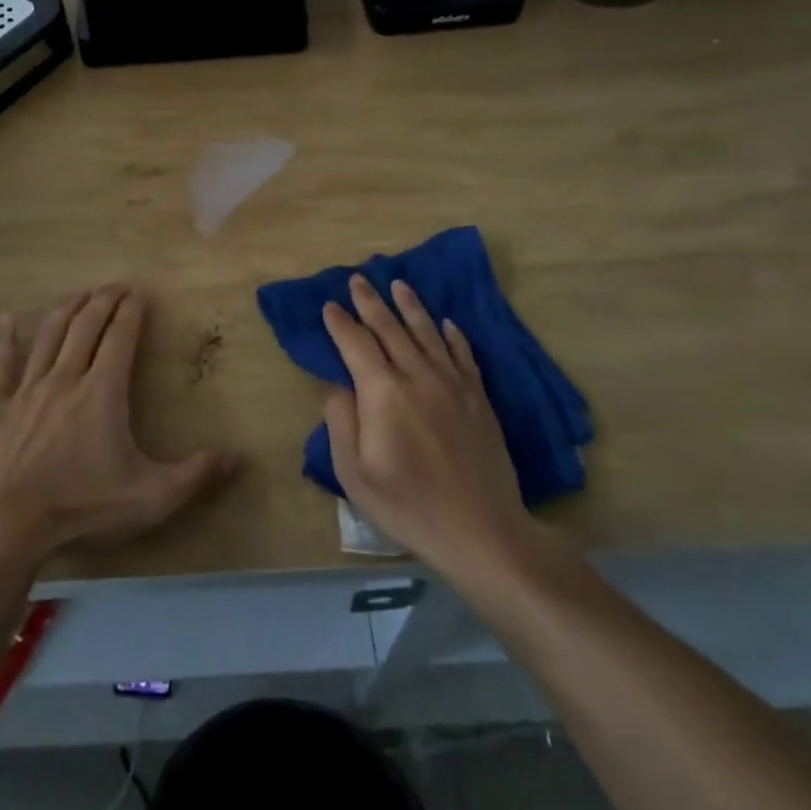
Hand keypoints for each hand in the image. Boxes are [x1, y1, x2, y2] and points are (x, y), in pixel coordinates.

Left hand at [0, 286, 239, 563]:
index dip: (131, 310)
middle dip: (103, 299)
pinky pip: (2, 363)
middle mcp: (66, 377)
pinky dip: (6, 338)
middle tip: (116, 285)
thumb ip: (195, 475)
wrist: (7, 524)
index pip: (120, 336)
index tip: (139, 293)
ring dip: (67, 307)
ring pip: (49, 333)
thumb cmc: (82, 506)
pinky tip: (5, 318)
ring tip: (80, 292)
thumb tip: (238, 458)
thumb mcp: (150, 497)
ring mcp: (28, 388)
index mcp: (102, 391)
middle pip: (86, 324)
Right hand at [322, 275, 534, 578]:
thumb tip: (339, 385)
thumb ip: (341, 421)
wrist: (481, 530)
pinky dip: (453, 335)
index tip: (329, 306)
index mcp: (383, 392)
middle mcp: (417, 375)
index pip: (355, 344)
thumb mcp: (354, 473)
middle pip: (390, 328)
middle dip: (370, 302)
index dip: (340, 323)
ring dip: (411, 306)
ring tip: (399, 285)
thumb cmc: (408, 505)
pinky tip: (448, 323)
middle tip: (358, 279)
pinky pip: (463, 354)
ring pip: (428, 333)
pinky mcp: (478, 398)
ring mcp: (453, 384)